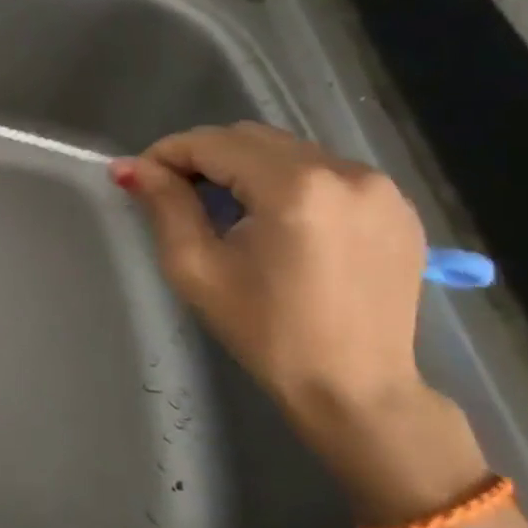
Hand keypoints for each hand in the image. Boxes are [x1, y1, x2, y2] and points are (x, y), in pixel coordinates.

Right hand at [113, 122, 429, 429]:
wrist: (357, 389)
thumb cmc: (266, 332)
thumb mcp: (196, 267)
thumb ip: (164, 205)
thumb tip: (129, 167)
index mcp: (294, 187)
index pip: (212, 143)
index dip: (167, 153)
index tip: (140, 178)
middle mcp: (344, 171)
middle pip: (251, 138)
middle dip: (205, 157)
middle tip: (176, 192)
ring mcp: (379, 187)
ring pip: (288, 150)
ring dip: (246, 166)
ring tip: (225, 207)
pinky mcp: (398, 206)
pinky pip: (325, 170)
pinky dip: (289, 181)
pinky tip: (276, 219)